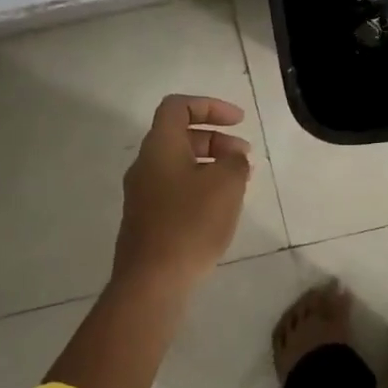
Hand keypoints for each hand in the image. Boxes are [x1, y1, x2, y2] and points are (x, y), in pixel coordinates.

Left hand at [112, 95, 253, 290]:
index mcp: (159, 147)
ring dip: (211, 165)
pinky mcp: (147, 220)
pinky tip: (221, 209)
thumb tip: (232, 158)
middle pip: (180, 136)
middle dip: (216, 139)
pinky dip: (200, 188)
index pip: (178, 107)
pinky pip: (176, 190)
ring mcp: (143, 195)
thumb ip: (234, 161)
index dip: (210, 106)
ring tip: (240, 183)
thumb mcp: (226, 184)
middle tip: (244, 156)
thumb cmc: (191, 223)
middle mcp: (145, 165)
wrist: (152, 281)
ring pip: (179, 165)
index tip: (239, 121)